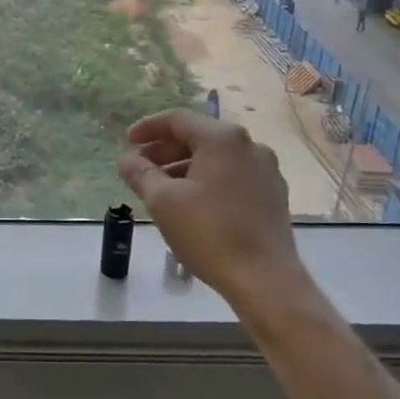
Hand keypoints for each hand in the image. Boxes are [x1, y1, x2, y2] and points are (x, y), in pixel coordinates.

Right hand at [117, 110, 304, 309]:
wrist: (264, 278)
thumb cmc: (209, 232)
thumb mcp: (163, 201)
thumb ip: (140, 174)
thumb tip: (126, 160)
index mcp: (223, 139)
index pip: (178, 120)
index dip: (148, 129)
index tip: (127, 142)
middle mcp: (249, 146)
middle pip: (198, 138)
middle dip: (165, 151)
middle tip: (139, 169)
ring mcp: (266, 171)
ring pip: (216, 159)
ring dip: (184, 168)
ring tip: (160, 190)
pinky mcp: (273, 195)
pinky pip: (232, 177)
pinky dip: (206, 181)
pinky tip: (191, 204)